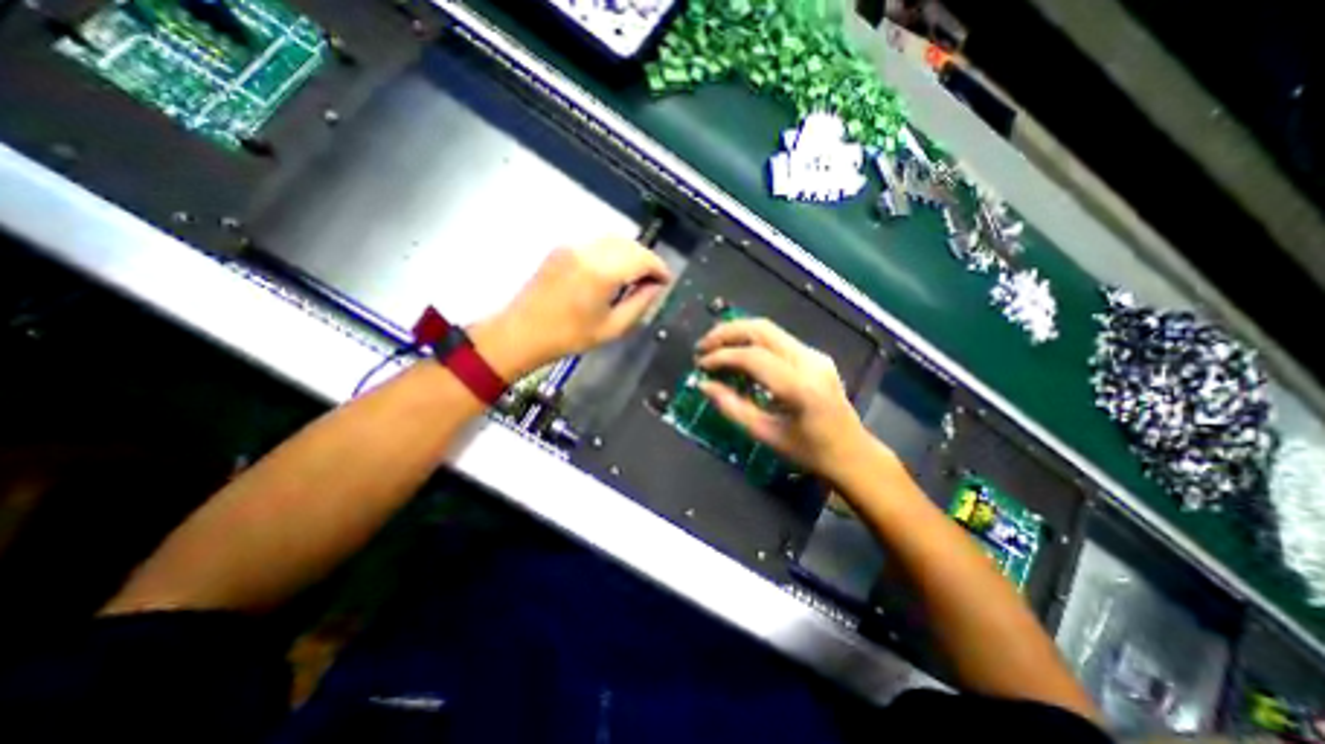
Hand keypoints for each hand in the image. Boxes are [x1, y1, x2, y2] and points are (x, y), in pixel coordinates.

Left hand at [471, 234, 667, 379]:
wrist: (522, 332)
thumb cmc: (569, 336)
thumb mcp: (612, 328)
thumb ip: (639, 304)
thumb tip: (656, 287)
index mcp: (602, 272)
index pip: (642, 258)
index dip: (659, 268)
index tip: (667, 281)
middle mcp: (588, 250)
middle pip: (629, 244)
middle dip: (647, 259)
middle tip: (654, 280)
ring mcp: (572, 246)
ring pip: (614, 240)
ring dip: (631, 253)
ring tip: (637, 276)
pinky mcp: (562, 248)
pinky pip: (597, 243)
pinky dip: (613, 252)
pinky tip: (614, 270)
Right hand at [694, 320, 870, 474]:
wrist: (852, 453)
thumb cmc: (808, 451)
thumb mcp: (765, 434)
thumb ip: (731, 407)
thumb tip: (703, 385)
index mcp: (799, 387)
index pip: (753, 357)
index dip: (722, 356)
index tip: (700, 364)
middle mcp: (809, 361)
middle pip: (761, 329)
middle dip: (726, 332)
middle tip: (702, 347)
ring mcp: (815, 355)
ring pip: (769, 329)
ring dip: (737, 333)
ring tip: (714, 347)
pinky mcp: (814, 356)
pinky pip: (777, 339)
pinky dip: (751, 341)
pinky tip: (737, 354)